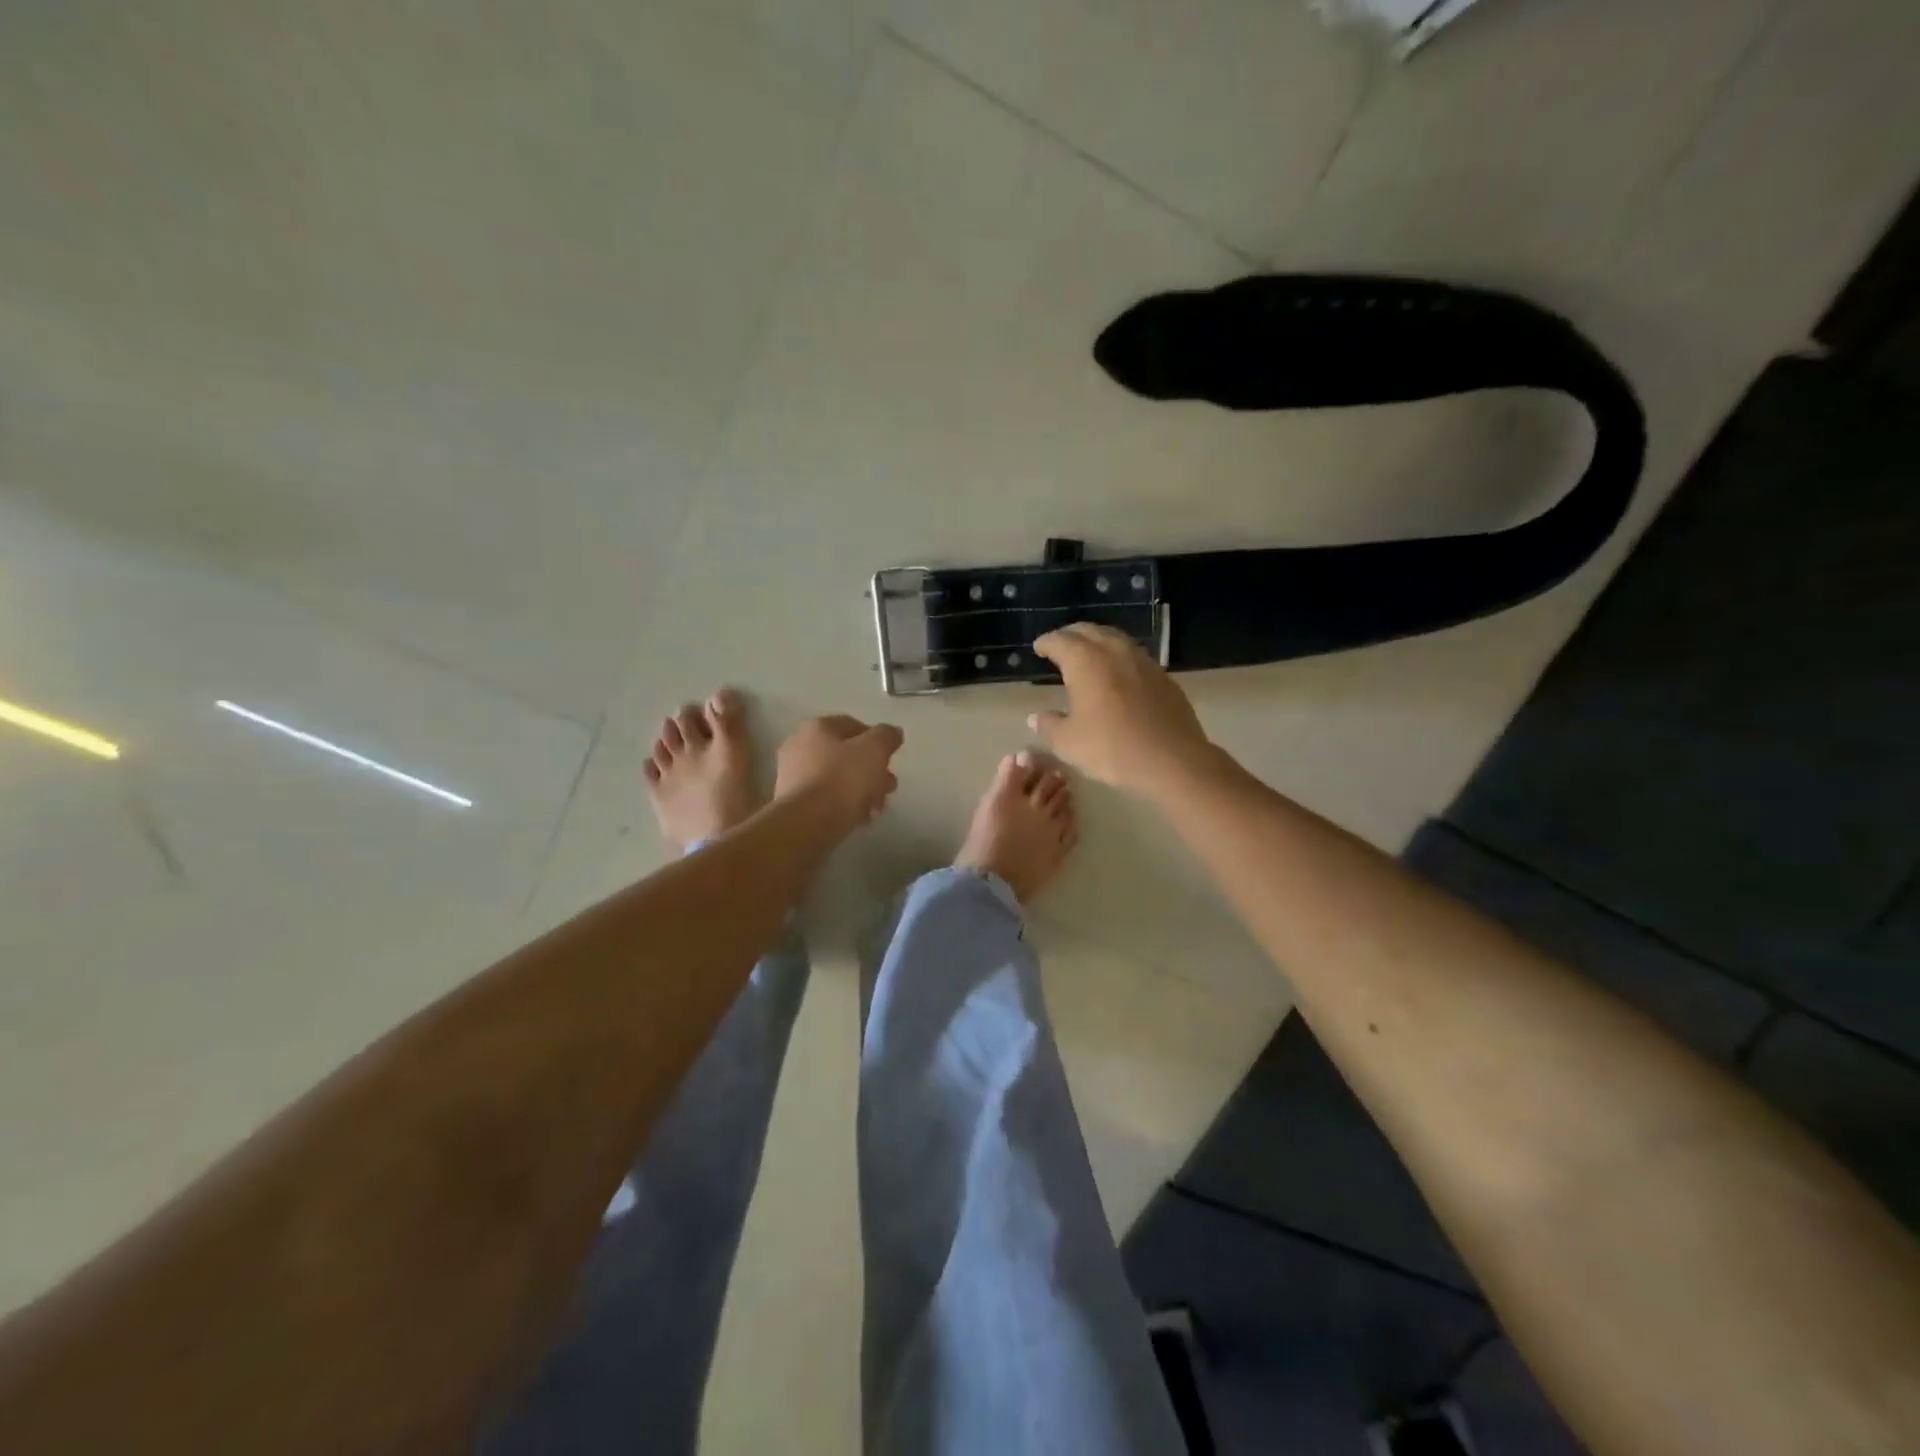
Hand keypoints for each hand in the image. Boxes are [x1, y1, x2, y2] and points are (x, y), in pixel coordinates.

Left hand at [774, 715, 904, 830]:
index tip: (891, 759)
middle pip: (845, 755)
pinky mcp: (793, 803)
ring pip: (837, 778)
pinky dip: (844, 805)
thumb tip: (892, 733)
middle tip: (888, 787)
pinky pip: (826, 799)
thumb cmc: (843, 779)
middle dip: (872, 770)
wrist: (807, 823)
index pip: (853, 725)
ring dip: (861, 791)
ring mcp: (793, 776)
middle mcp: (799, 746)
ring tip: (877, 808)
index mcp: (817, 727)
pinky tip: (860, 819)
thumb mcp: (874, 750)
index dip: (877, 740)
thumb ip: (886, 737)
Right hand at [1030, 624, 1213, 798]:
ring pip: (1115, 639)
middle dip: (1071, 635)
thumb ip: (1049, 725)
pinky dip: (1119, 658)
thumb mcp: (1069, 742)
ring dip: (1097, 642)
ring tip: (1088, 655)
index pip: (1060, 641)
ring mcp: (1143, 661)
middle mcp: (1114, 651)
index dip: (1046, 643)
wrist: (1171, 759)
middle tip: (1060, 645)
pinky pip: (1134, 656)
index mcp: (1085, 661)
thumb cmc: (1111, 748)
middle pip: (1088, 631)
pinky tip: (1118, 674)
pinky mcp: (1163, 676)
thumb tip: (1036, 717)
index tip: (1039, 647)